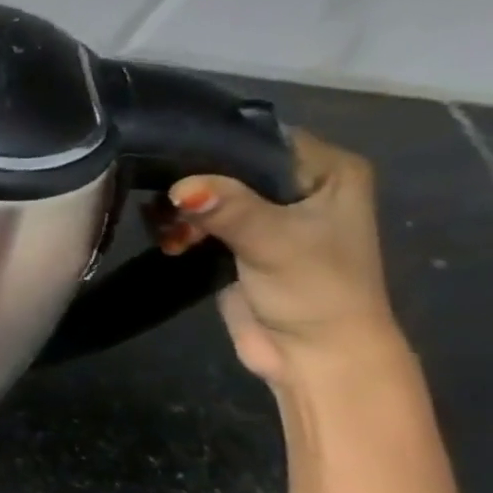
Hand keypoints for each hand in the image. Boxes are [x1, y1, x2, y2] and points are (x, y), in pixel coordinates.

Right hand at [154, 129, 404, 387]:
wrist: (312, 355)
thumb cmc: (314, 291)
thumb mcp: (274, 243)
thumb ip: (229, 210)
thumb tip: (180, 188)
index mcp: (328, 171)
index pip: (260, 137)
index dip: (213, 144)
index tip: (164, 153)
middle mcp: (299, 185)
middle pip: (226, 164)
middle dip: (188, 183)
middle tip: (164, 205)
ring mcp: (267, 214)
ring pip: (205, 192)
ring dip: (178, 211)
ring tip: (170, 234)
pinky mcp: (237, 241)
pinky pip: (197, 219)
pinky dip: (177, 228)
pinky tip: (170, 244)